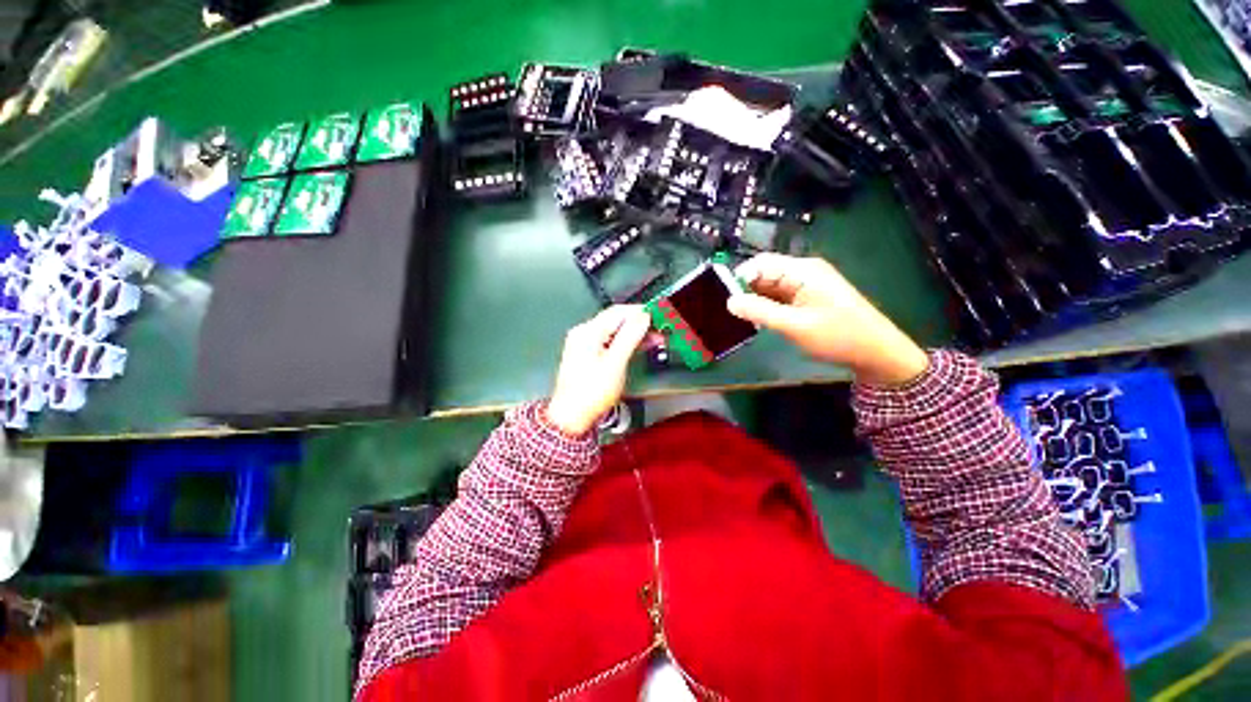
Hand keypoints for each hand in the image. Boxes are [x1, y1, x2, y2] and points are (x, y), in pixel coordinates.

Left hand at [545, 305, 651, 435]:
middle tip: (659, 331)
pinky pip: (608, 342)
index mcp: (588, 332)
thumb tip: (643, 316)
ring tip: (654, 340)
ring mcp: (583, 344)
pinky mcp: (587, 355)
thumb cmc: (592, 392)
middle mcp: (583, 333)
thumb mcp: (615, 363)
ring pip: (613, 331)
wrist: (571, 417)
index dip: (640, 312)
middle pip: (615, 320)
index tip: (658, 316)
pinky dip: (624, 343)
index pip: (618, 312)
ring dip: (634, 334)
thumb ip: (630, 336)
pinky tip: (637, 347)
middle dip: (639, 324)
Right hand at [727, 253, 929, 385]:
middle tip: (727, 311)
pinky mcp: (807, 297)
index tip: (723, 299)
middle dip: (745, 289)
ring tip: (738, 317)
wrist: (877, 353)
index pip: (760, 264)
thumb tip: (729, 301)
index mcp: (802, 270)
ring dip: (755, 299)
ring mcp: (806, 284)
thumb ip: (760, 312)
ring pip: (770, 286)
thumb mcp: (795, 326)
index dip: (739, 277)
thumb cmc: (838, 337)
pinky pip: (779, 296)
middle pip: (764, 273)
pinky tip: (757, 320)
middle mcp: (803, 271)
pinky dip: (767, 305)